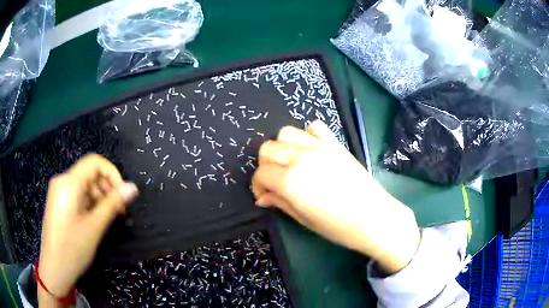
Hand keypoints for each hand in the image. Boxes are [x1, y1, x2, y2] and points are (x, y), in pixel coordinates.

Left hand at [39, 154, 137, 299]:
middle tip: (118, 211)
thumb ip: (113, 204)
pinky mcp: (58, 202)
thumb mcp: (95, 226)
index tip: (123, 195)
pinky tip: (94, 220)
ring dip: (99, 198)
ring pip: (84, 185)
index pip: (95, 162)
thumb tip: (132, 187)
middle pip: (89, 173)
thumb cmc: (73, 248)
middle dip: (106, 188)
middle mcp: (62, 181)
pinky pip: (77, 194)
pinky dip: (89, 203)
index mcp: (69, 182)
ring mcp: (58, 191)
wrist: (55, 268)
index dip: (112, 173)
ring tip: (107, 219)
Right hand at [252, 120, 419, 273]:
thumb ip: (280, 203)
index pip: (261, 173)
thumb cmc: (337, 226)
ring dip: (282, 147)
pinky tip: (311, 150)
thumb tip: (263, 197)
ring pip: (286, 133)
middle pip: (268, 148)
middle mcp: (300, 157)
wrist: (373, 217)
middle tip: (275, 181)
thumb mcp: (303, 219)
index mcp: (290, 180)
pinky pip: (315, 127)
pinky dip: (308, 135)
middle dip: (265, 166)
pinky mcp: (335, 144)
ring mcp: (319, 147)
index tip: (264, 196)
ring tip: (290, 163)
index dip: (257, 186)